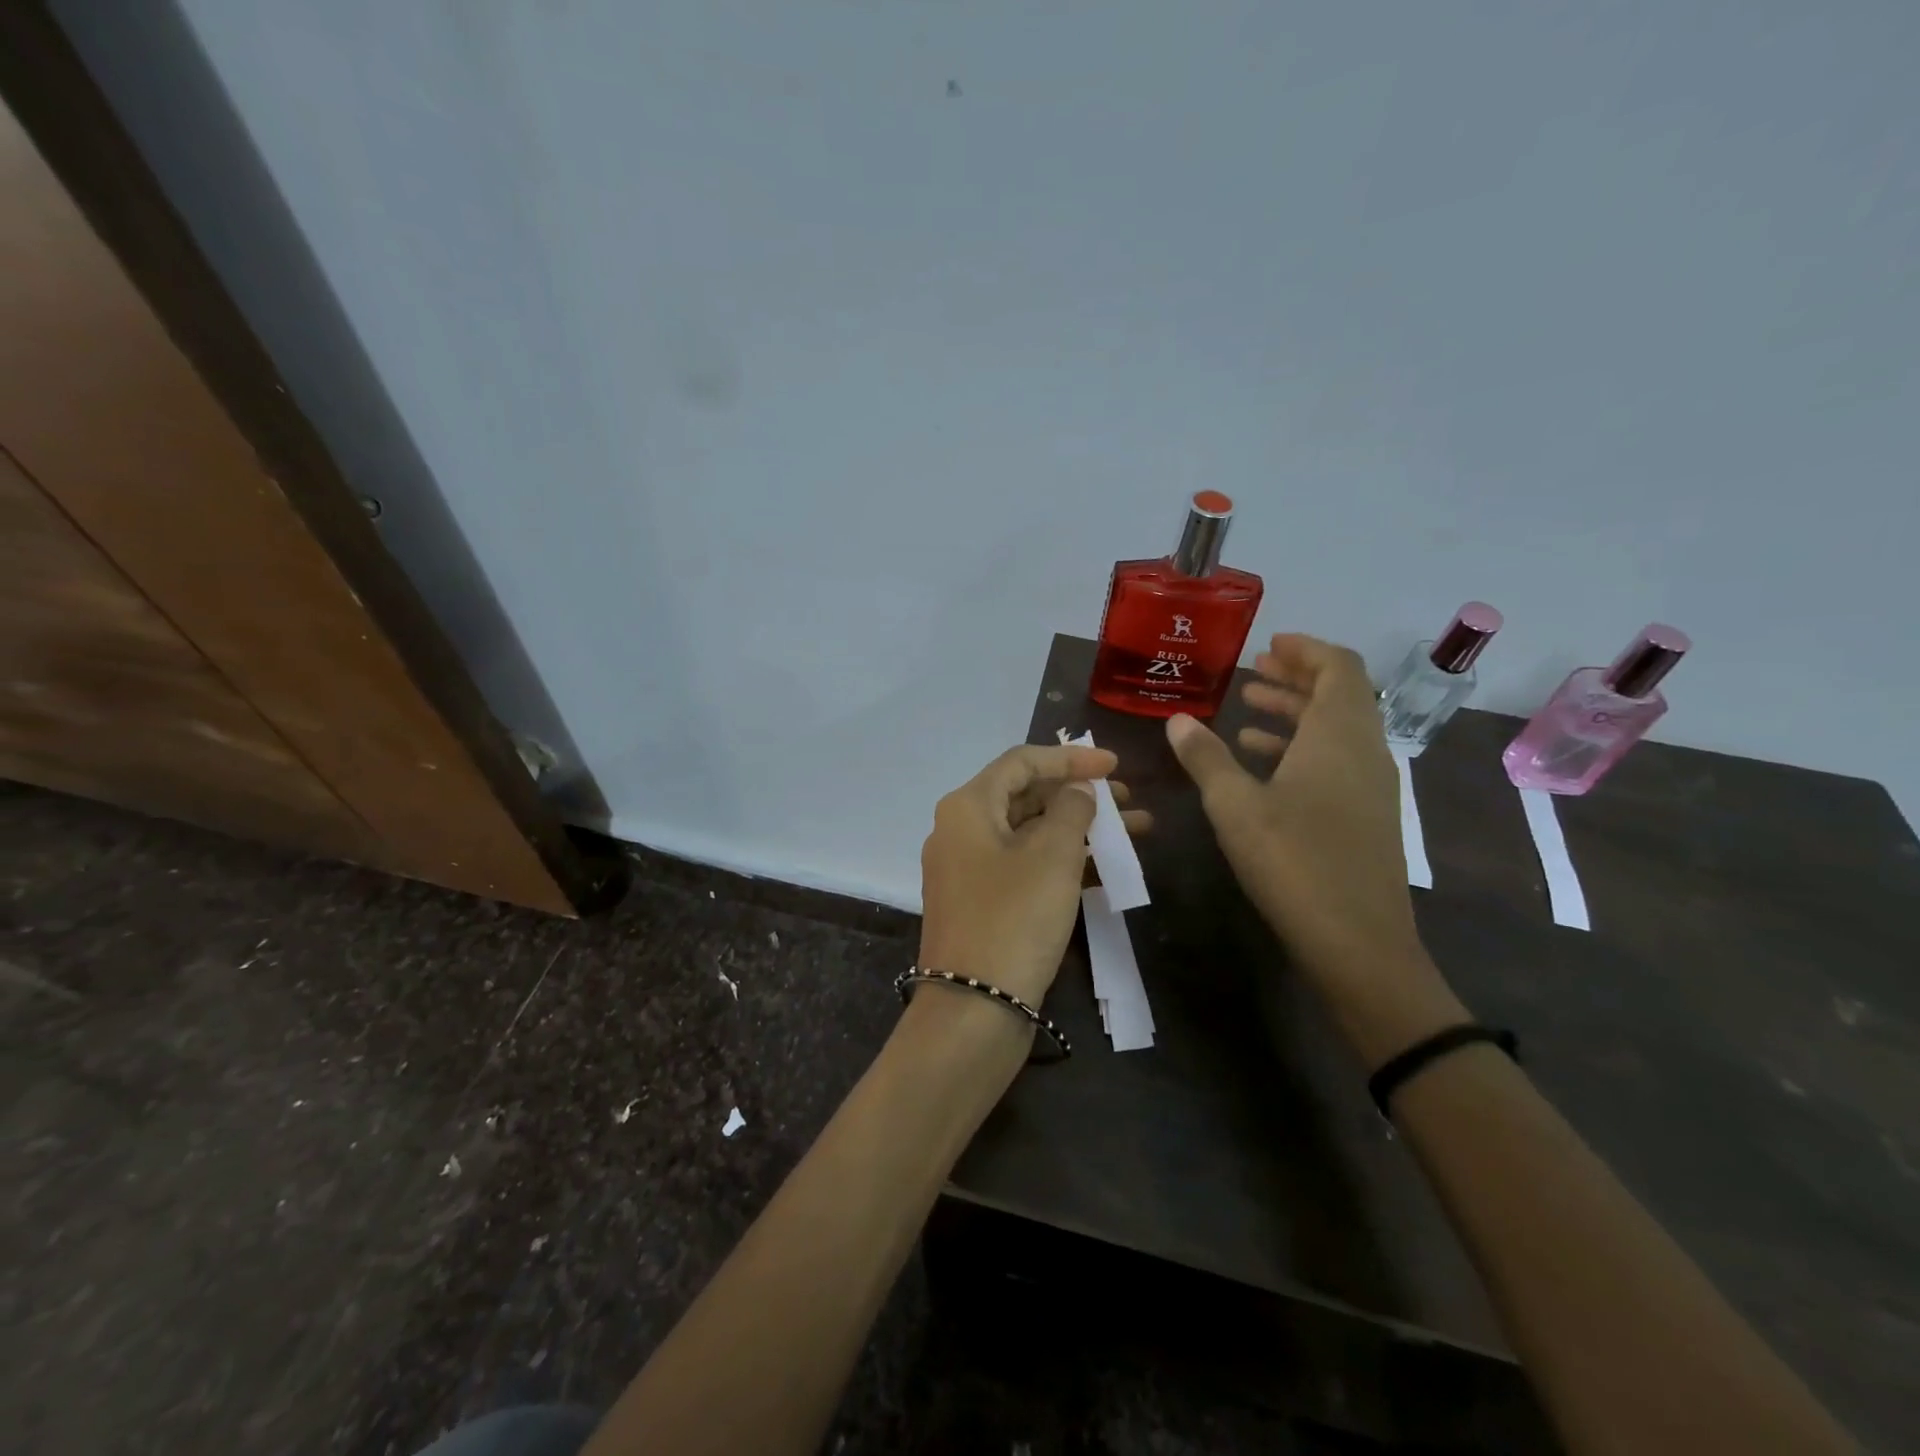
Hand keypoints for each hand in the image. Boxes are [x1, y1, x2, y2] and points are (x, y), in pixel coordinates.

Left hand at [918, 743, 1140, 1008]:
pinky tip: (1105, 869)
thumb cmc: (1015, 918)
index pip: (1021, 761)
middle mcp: (960, 831)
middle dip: (1079, 796)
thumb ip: (1071, 809)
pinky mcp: (981, 903)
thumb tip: (1077, 790)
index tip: (1115, 765)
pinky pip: (1024, 866)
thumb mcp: (1052, 856)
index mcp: (968, 807)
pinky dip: (1061, 862)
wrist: (973, 1009)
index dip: (1070, 757)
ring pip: (1029, 834)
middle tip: (1128, 802)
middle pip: (1026, 796)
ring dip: (1078, 830)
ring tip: (1133, 833)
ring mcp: (968, 870)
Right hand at [1165, 635, 1462, 1060]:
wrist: (1358, 942)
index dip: (1305, 650)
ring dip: (1295, 714)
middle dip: (1295, 678)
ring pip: (1336, 730)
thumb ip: (1206, 758)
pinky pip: (1336, 761)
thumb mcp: (1235, 807)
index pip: (1338, 667)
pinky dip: (1301, 748)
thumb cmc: (1294, 862)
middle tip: (1252, 673)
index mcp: (1338, 736)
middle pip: (1338, 695)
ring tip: (1246, 713)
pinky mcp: (1366, 816)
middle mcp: (1363, 751)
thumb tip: (1177, 720)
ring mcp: (1370, 786)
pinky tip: (1263, 765)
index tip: (1269, 645)